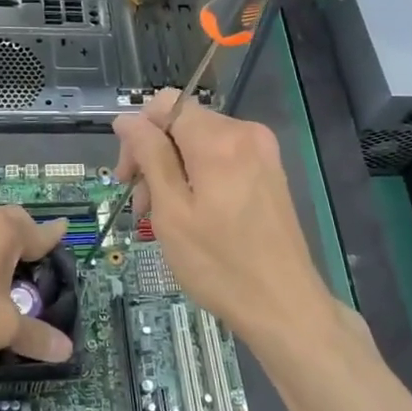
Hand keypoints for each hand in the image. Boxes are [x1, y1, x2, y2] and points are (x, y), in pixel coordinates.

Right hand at [113, 90, 334, 345]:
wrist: (284, 306)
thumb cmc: (219, 265)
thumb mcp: (171, 211)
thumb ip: (149, 156)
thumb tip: (126, 120)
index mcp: (219, 139)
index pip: (165, 104)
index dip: (139, 133)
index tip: (128, 176)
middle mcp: (245, 133)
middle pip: (182, 123)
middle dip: (154, 156)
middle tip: (142, 206)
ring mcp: (262, 151)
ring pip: (199, 142)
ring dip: (173, 171)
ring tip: (162, 217)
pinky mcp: (269, 171)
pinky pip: (221, 157)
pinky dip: (198, 177)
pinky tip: (191, 214)